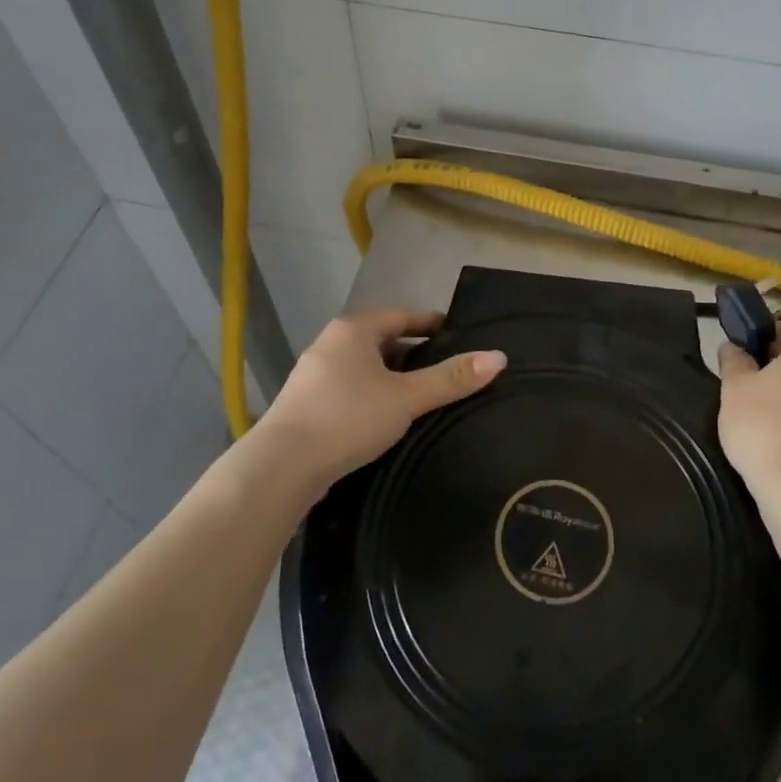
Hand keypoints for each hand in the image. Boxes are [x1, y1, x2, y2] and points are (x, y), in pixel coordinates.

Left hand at [260, 308, 506, 488]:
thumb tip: (499, 357)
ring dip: (391, 378)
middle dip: (413, 354)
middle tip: (445, 370)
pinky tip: (386, 420)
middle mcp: (330, 344)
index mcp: (353, 330)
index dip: (430, 323)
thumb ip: (451, 379)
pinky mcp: (306, 405)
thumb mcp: (406, 398)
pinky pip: (349, 390)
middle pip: (382, 341)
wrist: (281, 466)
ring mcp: (313, 375)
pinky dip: (372, 397)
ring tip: (421, 397)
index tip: (456, 335)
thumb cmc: (347, 419)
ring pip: (364, 368)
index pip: (401, 315)